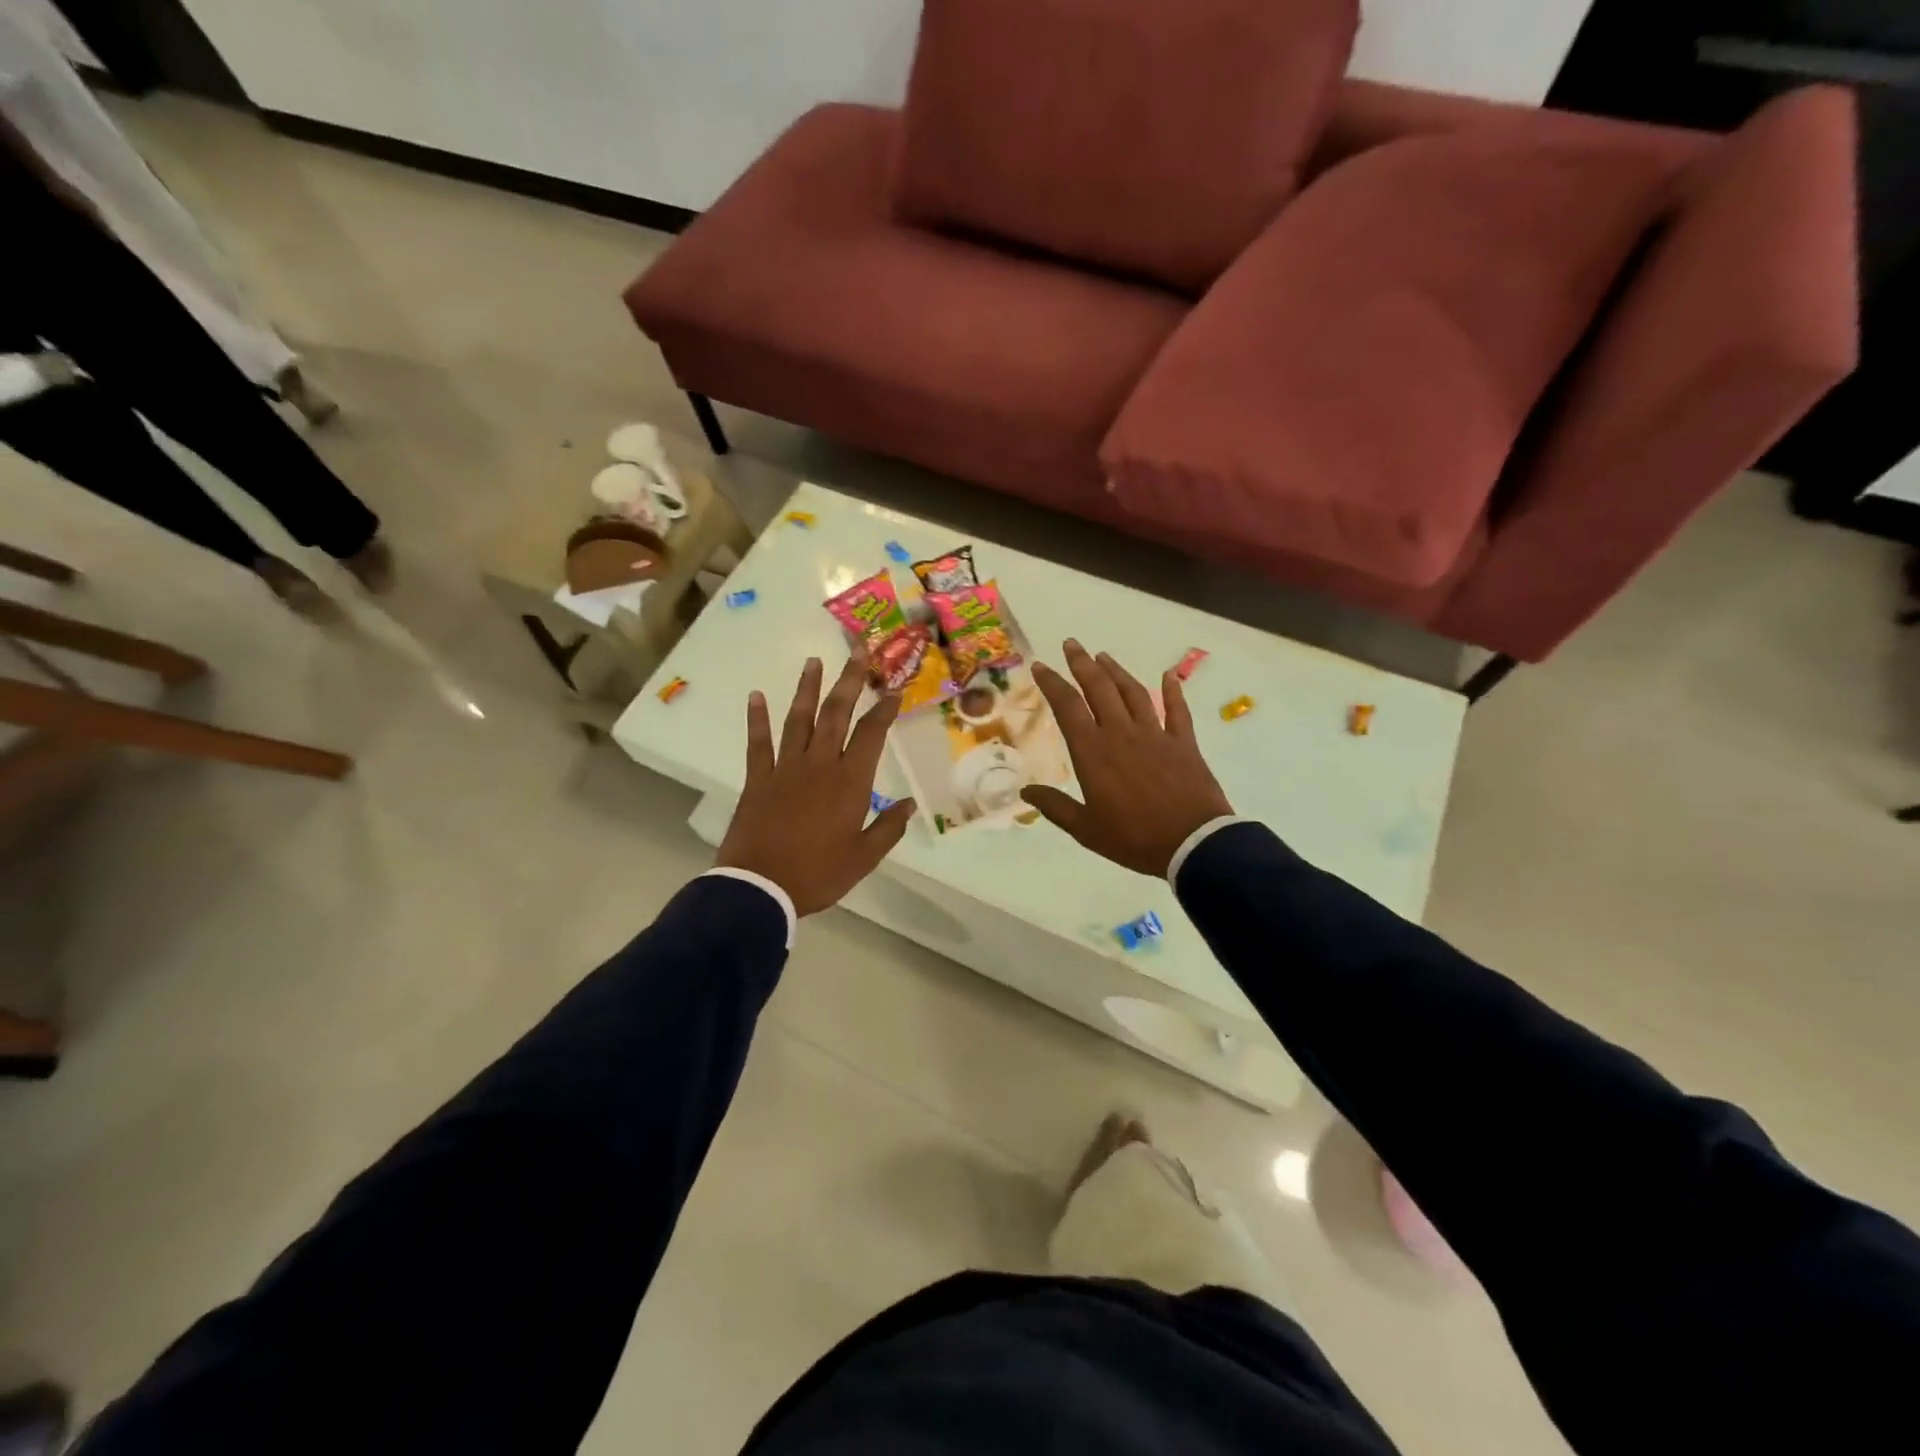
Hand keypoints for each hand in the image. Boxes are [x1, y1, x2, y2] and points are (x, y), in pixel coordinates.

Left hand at [716, 654, 916, 915]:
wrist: (761, 887)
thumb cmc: (818, 873)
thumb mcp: (864, 857)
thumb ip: (888, 828)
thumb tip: (909, 805)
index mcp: (850, 781)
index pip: (871, 734)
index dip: (884, 709)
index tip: (894, 689)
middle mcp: (819, 764)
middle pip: (836, 713)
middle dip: (849, 680)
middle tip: (858, 650)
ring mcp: (786, 768)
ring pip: (799, 719)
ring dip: (807, 688)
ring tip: (813, 661)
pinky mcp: (758, 779)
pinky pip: (759, 742)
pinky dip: (757, 719)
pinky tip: (756, 696)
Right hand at [1021, 640, 1233, 877]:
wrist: (1192, 843)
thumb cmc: (1134, 838)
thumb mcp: (1086, 829)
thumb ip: (1056, 807)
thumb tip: (1026, 791)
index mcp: (1093, 752)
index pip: (1068, 707)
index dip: (1052, 684)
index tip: (1041, 666)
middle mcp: (1121, 733)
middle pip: (1099, 688)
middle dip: (1083, 664)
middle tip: (1072, 644)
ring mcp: (1155, 734)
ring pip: (1133, 693)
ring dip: (1117, 672)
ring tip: (1104, 656)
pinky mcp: (1184, 743)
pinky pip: (1178, 710)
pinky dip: (1173, 691)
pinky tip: (1169, 675)